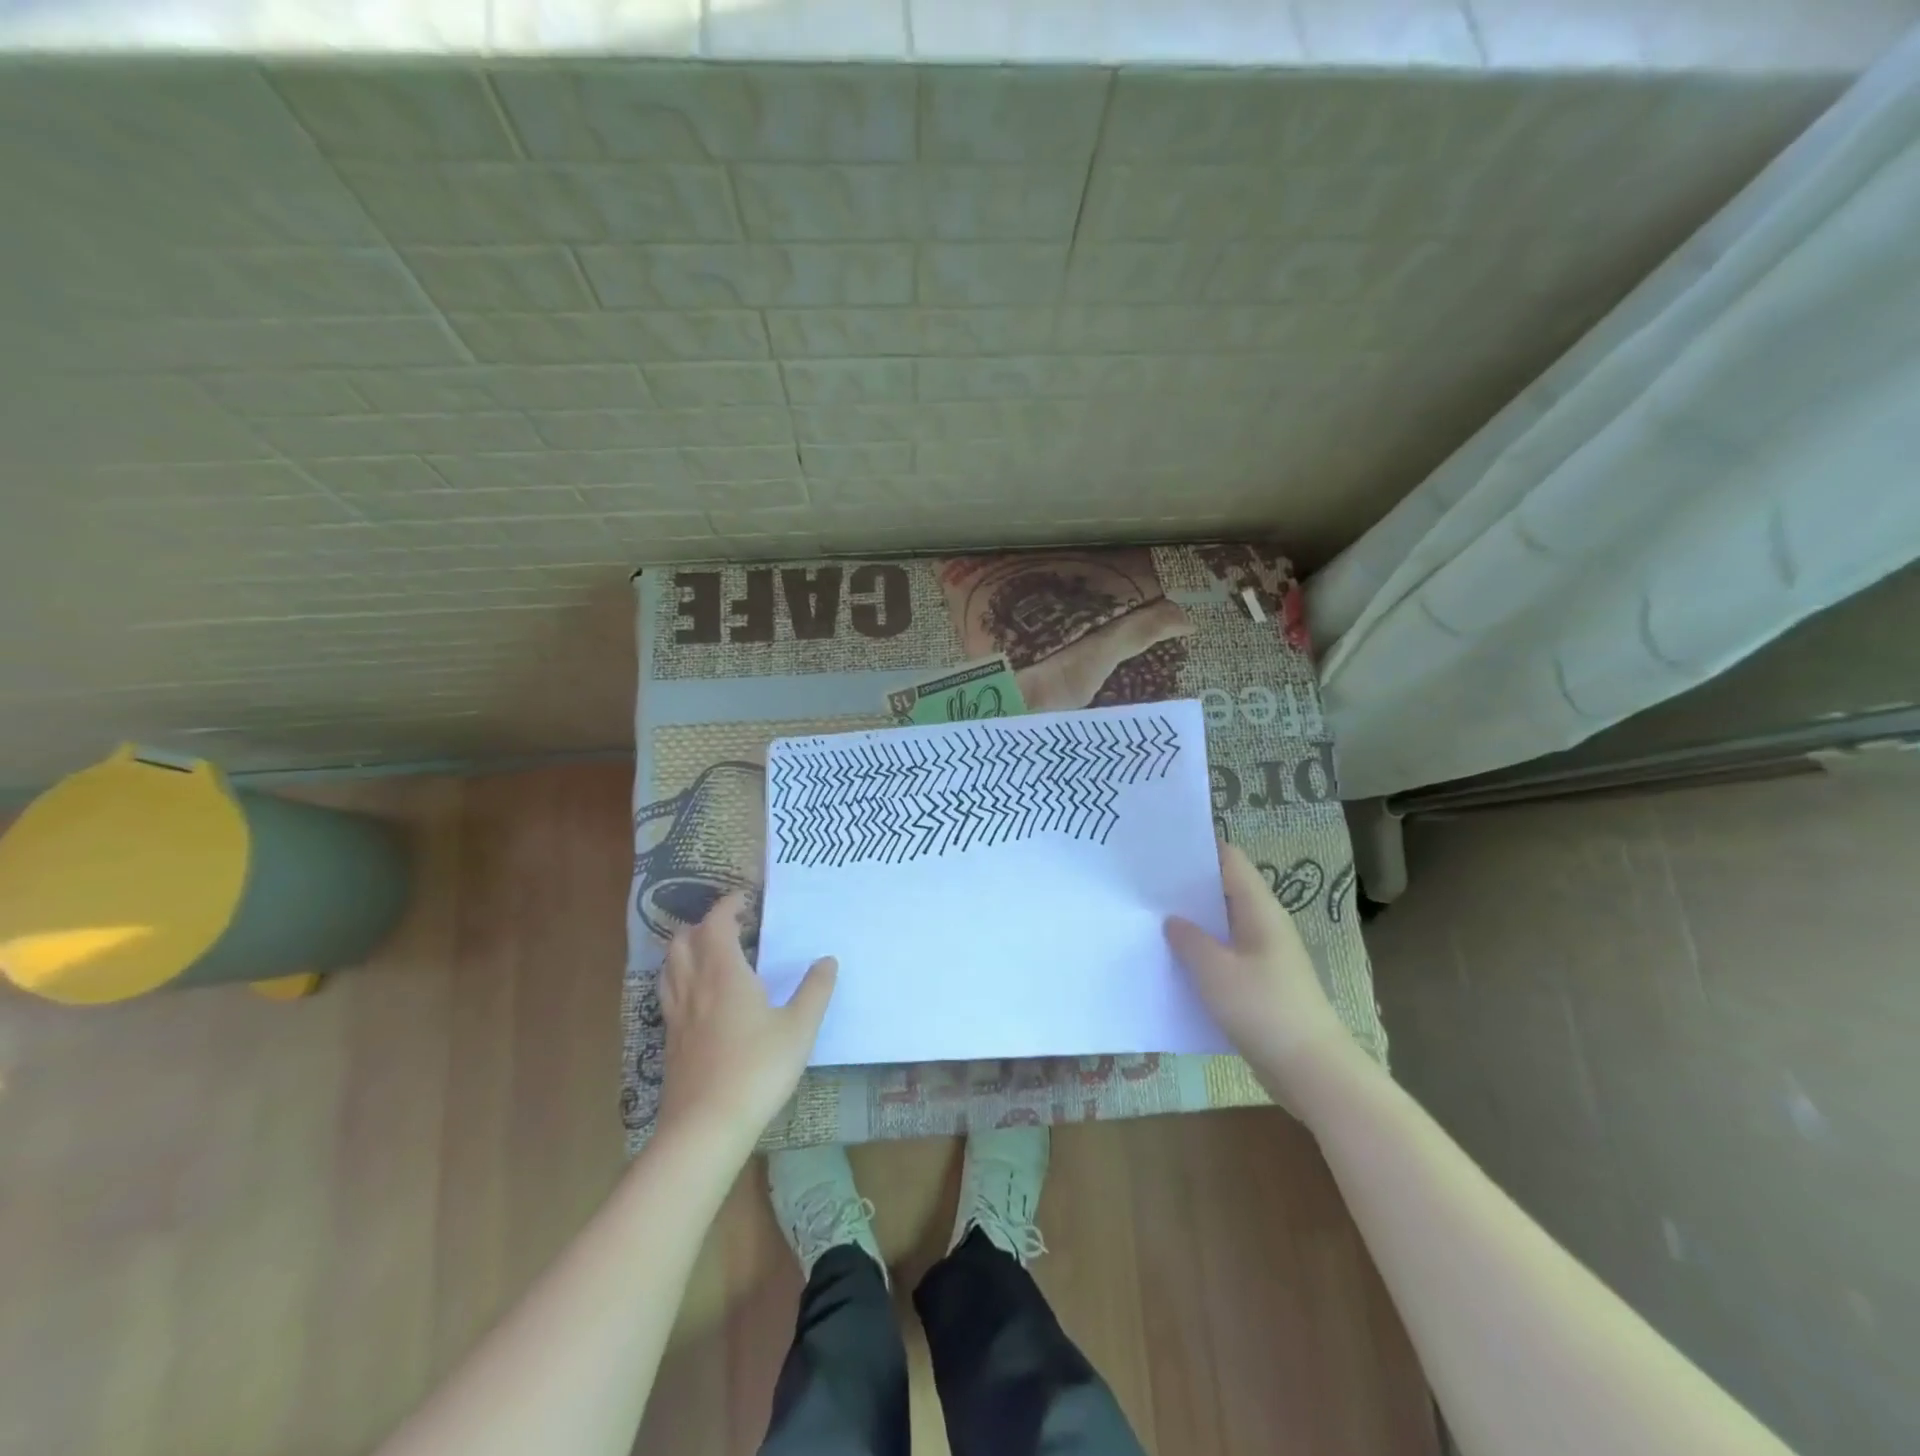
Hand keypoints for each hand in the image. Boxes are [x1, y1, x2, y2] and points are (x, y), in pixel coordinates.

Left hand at [656, 893, 836, 1154]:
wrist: (706, 1126)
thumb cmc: (757, 1069)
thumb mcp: (799, 1029)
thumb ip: (815, 990)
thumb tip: (827, 960)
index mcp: (724, 973)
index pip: (715, 923)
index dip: (727, 905)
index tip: (744, 899)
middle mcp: (694, 985)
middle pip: (683, 940)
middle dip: (703, 924)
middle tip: (730, 926)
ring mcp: (676, 1014)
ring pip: (669, 966)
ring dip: (686, 949)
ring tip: (710, 954)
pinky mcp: (669, 1040)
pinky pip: (668, 993)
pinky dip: (680, 978)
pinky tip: (699, 997)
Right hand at [1165, 841, 1353, 1109]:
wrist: (1312, 1071)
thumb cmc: (1263, 1009)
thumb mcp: (1215, 971)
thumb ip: (1189, 939)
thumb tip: (1172, 920)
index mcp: (1259, 909)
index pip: (1229, 860)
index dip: (1198, 848)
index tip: (1159, 846)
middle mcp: (1264, 924)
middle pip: (1224, 890)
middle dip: (1187, 885)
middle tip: (1143, 883)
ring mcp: (1264, 955)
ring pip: (1222, 925)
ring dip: (1192, 921)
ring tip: (1149, 918)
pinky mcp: (1260, 983)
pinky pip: (1225, 955)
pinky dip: (1201, 952)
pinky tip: (1173, 962)